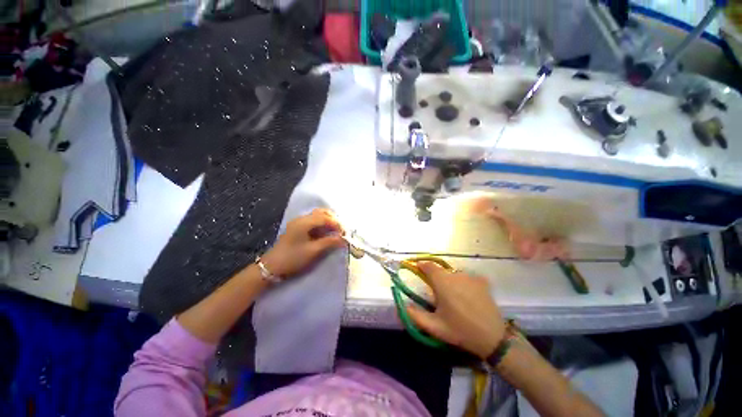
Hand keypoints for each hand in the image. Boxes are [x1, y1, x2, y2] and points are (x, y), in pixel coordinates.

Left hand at [261, 209, 345, 277]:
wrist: (271, 267)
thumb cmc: (293, 258)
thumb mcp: (313, 251)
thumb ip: (329, 242)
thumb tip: (344, 239)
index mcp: (304, 222)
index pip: (325, 217)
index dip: (336, 224)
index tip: (344, 233)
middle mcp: (301, 219)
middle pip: (321, 212)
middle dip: (333, 220)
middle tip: (340, 230)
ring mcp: (298, 223)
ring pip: (317, 216)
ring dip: (328, 221)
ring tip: (335, 232)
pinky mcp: (297, 228)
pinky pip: (313, 221)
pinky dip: (322, 225)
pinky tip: (326, 233)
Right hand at [407, 262, 505, 357]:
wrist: (493, 338)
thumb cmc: (460, 331)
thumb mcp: (434, 327)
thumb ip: (415, 315)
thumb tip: (403, 304)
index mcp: (442, 282)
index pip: (427, 265)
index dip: (421, 266)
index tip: (417, 270)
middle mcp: (455, 274)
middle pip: (441, 271)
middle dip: (436, 279)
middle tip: (438, 295)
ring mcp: (470, 276)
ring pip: (454, 274)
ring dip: (450, 282)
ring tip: (455, 299)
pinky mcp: (481, 281)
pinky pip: (467, 278)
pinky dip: (464, 284)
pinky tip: (468, 297)